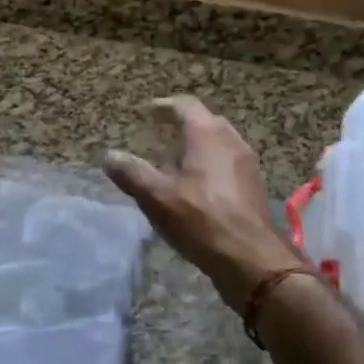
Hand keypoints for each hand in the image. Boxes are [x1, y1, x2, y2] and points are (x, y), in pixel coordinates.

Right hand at [104, 96, 303, 315]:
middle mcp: (231, 141)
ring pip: (220, 143)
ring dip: (198, 147)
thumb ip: (131, 172)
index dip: (165, 106)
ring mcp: (247, 164)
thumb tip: (109, 156)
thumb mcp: (156, 196)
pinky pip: (229, 163)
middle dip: (183, 126)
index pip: (185, 106)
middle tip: (161, 136)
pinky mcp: (254, 186)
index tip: (150, 112)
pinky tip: (198, 187)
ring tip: (177, 164)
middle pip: (205, 122)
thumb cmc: (200, 218)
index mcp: (207, 134)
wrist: (251, 257)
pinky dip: (211, 164)